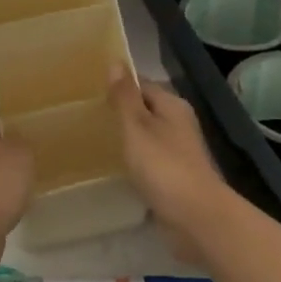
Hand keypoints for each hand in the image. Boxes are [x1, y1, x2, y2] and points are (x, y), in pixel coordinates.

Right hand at [108, 66, 234, 261]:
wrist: (196, 218)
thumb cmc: (164, 166)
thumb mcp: (137, 126)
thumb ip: (125, 97)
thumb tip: (116, 62)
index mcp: (172, 106)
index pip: (141, 84)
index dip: (118, 85)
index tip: (89, 89)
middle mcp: (178, 124)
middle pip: (144, 110)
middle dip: (119, 112)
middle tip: (84, 114)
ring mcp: (178, 152)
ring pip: (146, 137)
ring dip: (125, 138)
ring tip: (92, 138)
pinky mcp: (173, 178)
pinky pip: (148, 161)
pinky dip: (132, 161)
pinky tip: (112, 166)